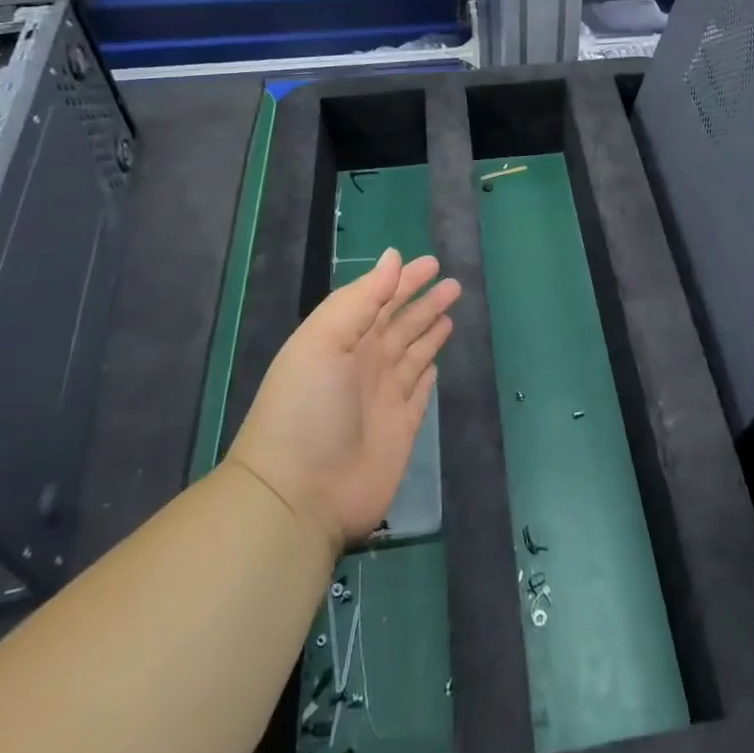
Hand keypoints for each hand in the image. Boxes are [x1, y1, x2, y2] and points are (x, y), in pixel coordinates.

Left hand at [227, 248, 460, 557]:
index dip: (405, 281)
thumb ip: (362, 298)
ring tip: (450, 312)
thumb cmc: (308, 408)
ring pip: (414, 354)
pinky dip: (427, 375)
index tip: (432, 263)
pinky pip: (419, 392)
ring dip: (430, 332)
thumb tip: (394, 257)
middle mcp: (365, 364)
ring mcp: (384, 397)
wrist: (300, 495)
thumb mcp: (326, 340)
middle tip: (453, 285)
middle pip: (401, 324)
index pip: (380, 299)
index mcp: (344, 340)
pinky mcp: (401, 428)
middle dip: (425, 302)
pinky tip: (436, 364)